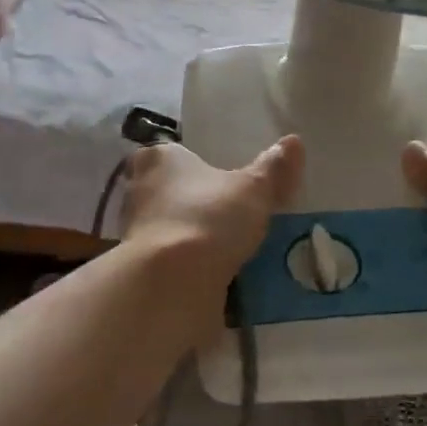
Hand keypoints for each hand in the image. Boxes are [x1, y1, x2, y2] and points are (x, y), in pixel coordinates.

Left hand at [119, 136, 304, 289]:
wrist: (171, 284)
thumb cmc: (209, 219)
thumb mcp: (253, 189)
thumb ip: (273, 168)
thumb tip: (294, 141)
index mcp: (159, 158)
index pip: (176, 154)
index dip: (199, 168)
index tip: (223, 184)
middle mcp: (138, 189)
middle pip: (170, 192)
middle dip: (195, 204)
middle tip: (229, 216)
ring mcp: (132, 231)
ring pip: (168, 227)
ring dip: (191, 237)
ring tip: (227, 250)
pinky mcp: (137, 268)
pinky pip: (168, 261)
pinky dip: (186, 267)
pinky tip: (213, 277)